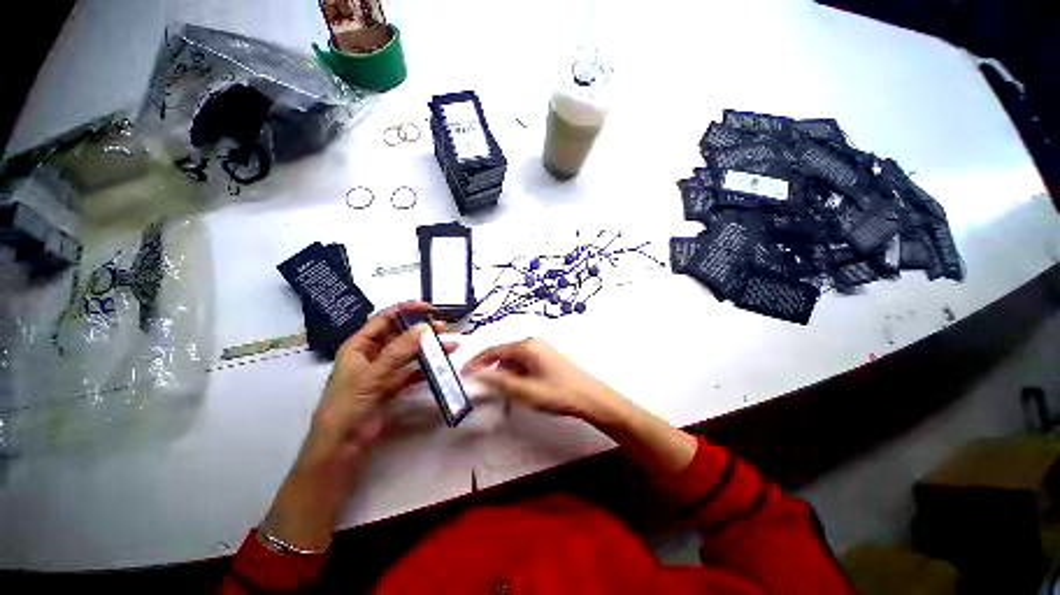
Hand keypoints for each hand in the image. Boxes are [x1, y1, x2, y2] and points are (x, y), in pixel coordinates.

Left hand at [260, 302, 454, 551]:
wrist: (341, 447)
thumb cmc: (348, 406)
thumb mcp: (372, 375)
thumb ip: (398, 352)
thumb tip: (424, 328)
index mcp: (359, 345)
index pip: (385, 319)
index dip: (406, 310)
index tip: (429, 308)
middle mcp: (372, 354)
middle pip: (400, 334)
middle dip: (422, 330)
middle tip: (443, 329)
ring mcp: (383, 370)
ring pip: (409, 352)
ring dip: (428, 348)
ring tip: (449, 346)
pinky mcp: (392, 386)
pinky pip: (412, 371)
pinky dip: (426, 367)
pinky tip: (439, 366)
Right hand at [462, 338, 618, 421]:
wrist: (590, 397)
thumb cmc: (557, 393)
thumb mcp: (524, 390)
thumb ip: (497, 382)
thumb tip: (475, 374)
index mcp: (526, 346)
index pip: (493, 350)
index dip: (476, 362)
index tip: (462, 373)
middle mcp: (532, 343)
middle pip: (503, 354)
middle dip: (490, 370)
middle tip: (481, 387)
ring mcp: (541, 349)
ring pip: (513, 360)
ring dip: (504, 374)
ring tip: (502, 392)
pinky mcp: (546, 358)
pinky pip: (524, 363)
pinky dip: (516, 374)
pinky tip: (518, 388)